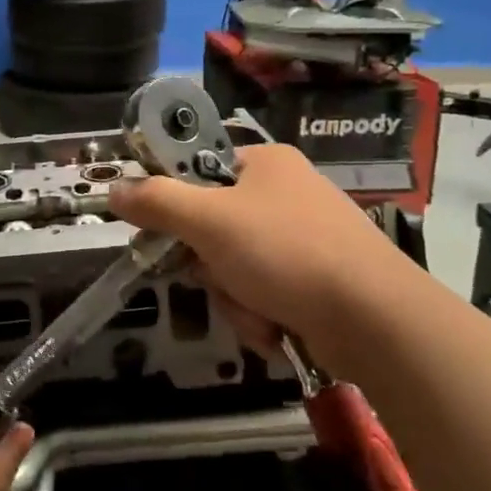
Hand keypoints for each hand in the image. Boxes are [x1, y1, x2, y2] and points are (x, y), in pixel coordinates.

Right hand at [108, 143, 409, 370]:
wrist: (375, 319)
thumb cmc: (286, 252)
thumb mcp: (209, 222)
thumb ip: (157, 202)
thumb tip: (114, 190)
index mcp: (265, 163)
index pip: (199, 174)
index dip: (176, 207)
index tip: (166, 237)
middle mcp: (286, 193)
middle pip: (214, 228)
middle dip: (211, 266)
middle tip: (218, 277)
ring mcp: (306, 237)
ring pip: (236, 267)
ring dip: (235, 297)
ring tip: (258, 311)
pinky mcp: (319, 278)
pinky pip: (266, 292)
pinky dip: (262, 313)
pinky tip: (276, 326)